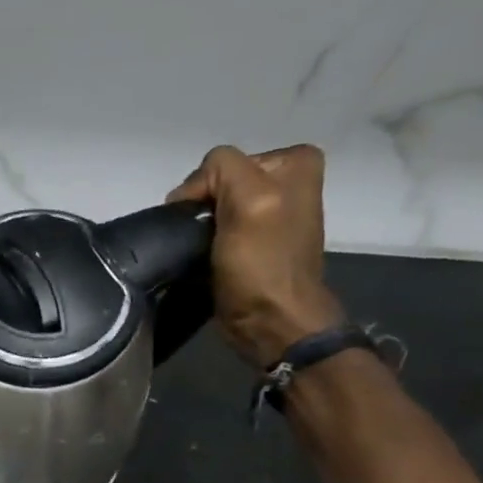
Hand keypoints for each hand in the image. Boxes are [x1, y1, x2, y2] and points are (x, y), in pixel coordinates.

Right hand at [167, 144, 343, 367]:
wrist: (270, 320)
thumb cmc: (262, 263)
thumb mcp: (250, 200)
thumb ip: (223, 169)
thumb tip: (188, 192)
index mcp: (294, 163)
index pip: (222, 162)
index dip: (204, 188)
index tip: (204, 220)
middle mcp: (285, 182)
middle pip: (216, 183)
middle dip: (202, 208)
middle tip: (203, 237)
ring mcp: (268, 213)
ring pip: (211, 207)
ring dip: (198, 227)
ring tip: (202, 251)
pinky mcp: (251, 242)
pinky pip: (214, 229)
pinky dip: (202, 242)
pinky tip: (204, 258)